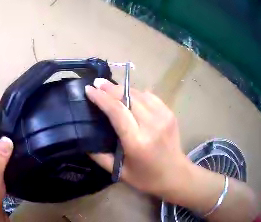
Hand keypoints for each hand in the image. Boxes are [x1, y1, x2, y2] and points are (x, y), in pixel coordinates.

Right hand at [85, 78, 190, 196]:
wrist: (174, 174)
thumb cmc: (146, 177)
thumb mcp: (120, 173)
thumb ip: (101, 157)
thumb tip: (85, 142)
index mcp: (137, 142)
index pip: (117, 111)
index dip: (101, 98)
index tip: (89, 89)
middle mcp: (151, 125)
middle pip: (128, 97)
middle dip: (110, 89)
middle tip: (97, 83)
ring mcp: (163, 116)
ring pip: (139, 93)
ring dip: (123, 89)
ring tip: (111, 88)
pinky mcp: (169, 112)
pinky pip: (150, 96)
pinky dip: (138, 94)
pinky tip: (131, 96)